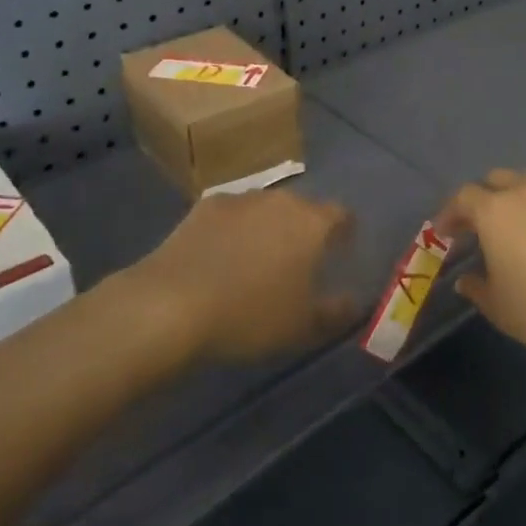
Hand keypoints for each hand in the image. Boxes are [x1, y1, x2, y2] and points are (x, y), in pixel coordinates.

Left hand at [131, 190, 358, 361]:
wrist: (171, 304)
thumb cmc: (249, 316)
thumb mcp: (302, 327)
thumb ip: (335, 312)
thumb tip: (353, 302)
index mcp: (311, 223)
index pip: (342, 214)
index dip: (345, 231)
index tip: (342, 249)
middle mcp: (280, 200)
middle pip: (302, 208)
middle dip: (304, 228)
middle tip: (299, 260)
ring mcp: (240, 199)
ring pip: (265, 208)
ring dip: (268, 227)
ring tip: (257, 258)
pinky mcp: (204, 206)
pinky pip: (232, 215)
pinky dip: (234, 230)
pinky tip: (221, 256)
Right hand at [436, 169, 525, 365]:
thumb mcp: (500, 308)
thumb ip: (477, 289)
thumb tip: (466, 279)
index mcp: (495, 211)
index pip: (462, 198)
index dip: (448, 214)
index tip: (442, 234)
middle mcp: (525, 194)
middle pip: (496, 180)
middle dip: (481, 199)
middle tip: (476, 227)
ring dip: (513, 203)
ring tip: (512, 233)